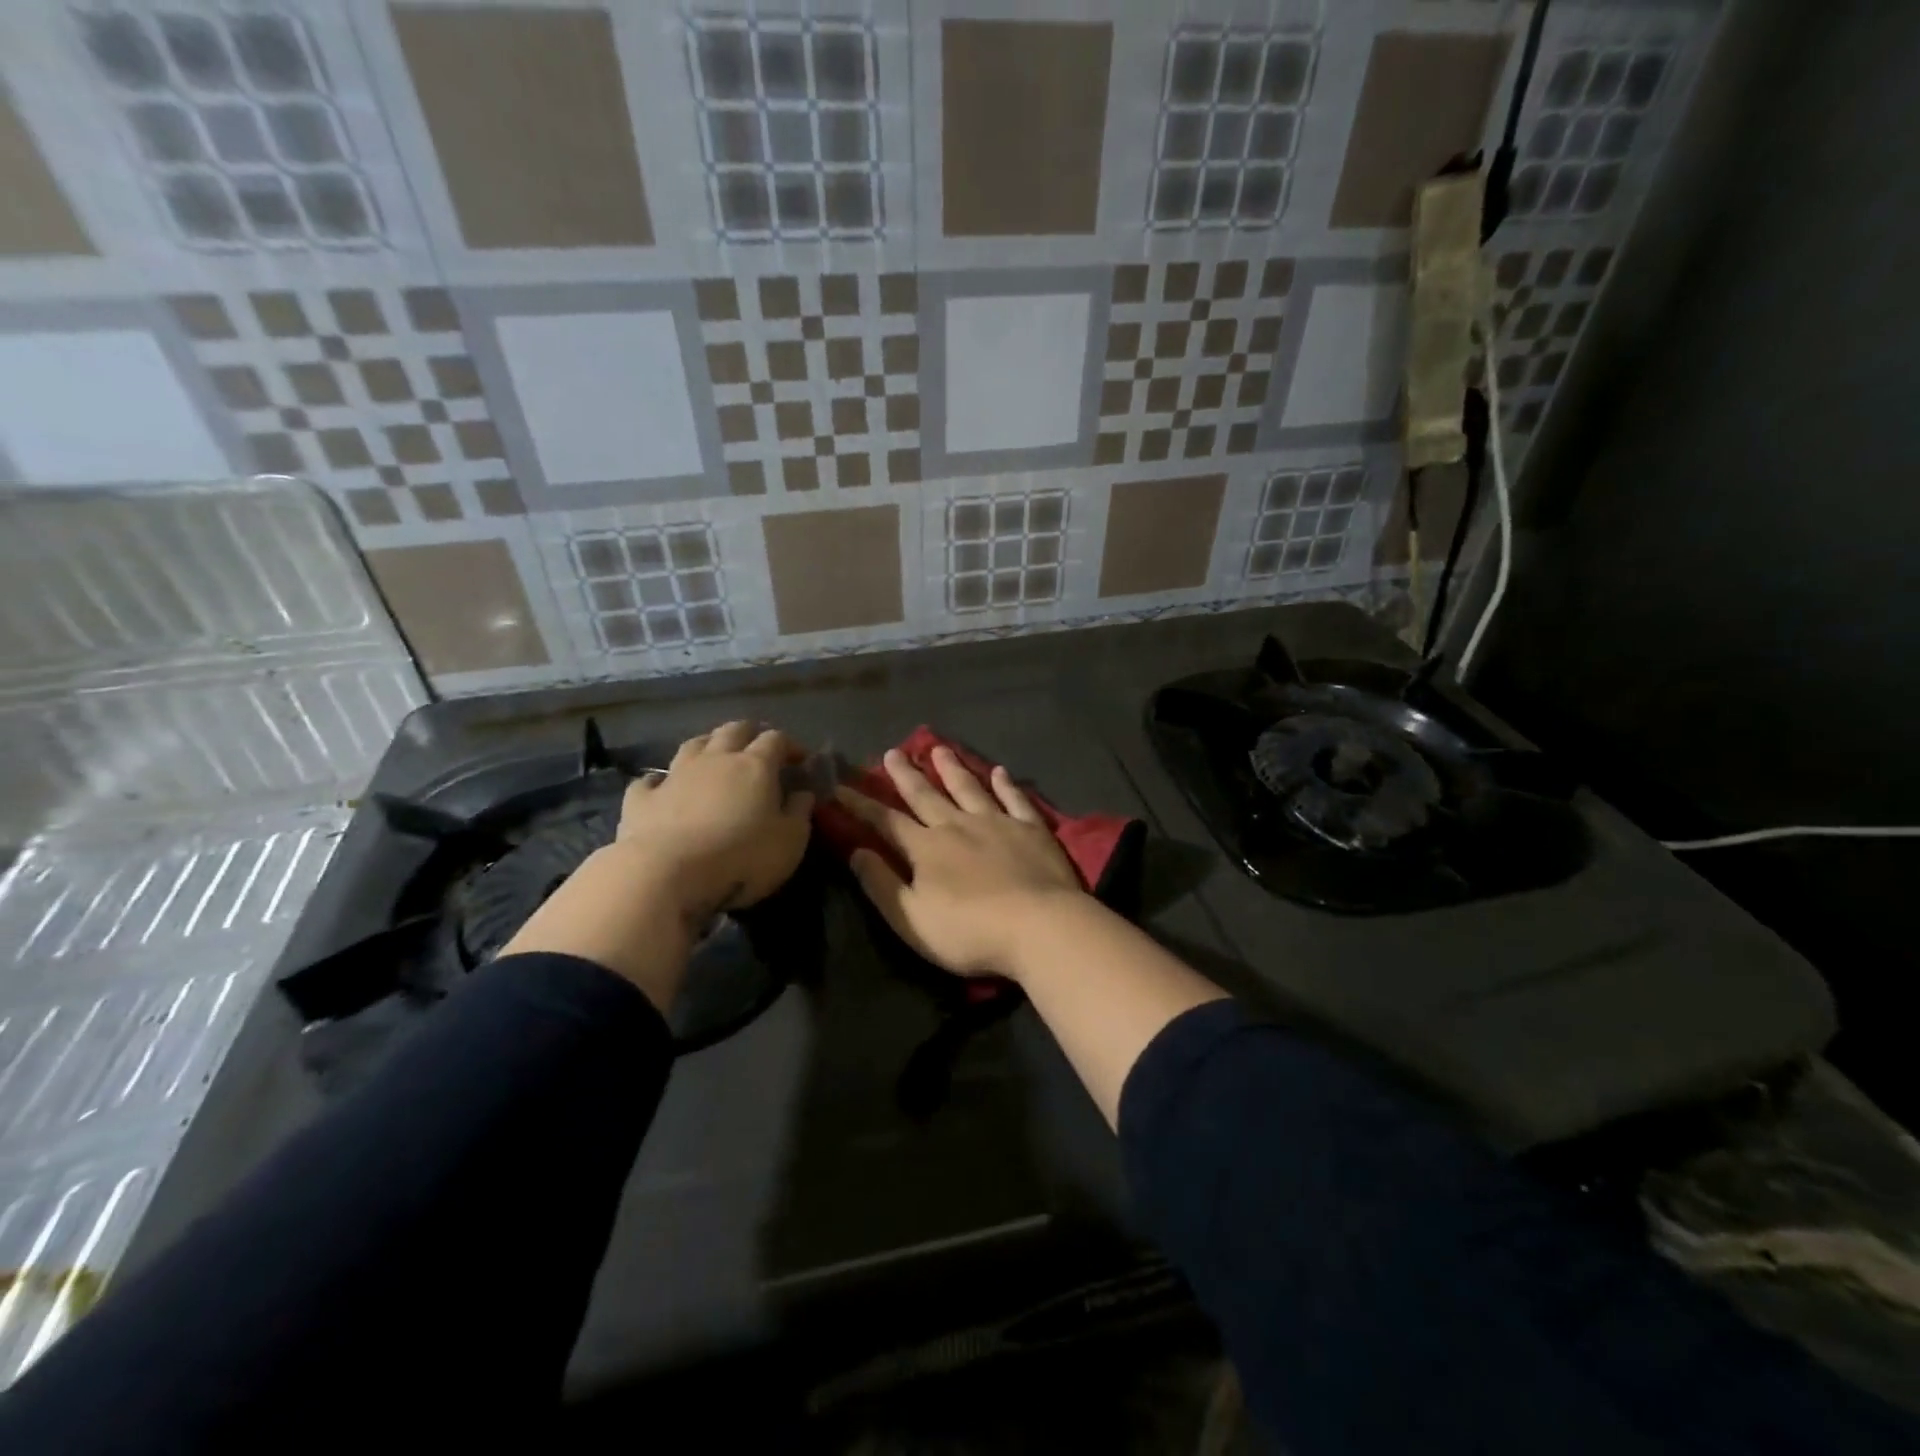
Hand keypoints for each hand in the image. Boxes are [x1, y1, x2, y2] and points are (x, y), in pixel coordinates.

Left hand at [617, 721, 813, 928]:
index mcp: (755, 766)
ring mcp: (675, 775)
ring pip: (693, 744)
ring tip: (716, 755)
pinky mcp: (642, 798)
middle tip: (759, 746)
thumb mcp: (789, 842)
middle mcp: (715, 759)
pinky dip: (661, 780)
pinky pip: (651, 780)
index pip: (776, 740)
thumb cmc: (741, 858)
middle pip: (734, 730)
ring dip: (708, 744)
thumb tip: (803, 793)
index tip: (799, 760)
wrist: (666, 874)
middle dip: (749, 733)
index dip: (790, 745)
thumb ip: (799, 813)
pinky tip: (662, 787)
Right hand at [838, 746, 1082, 979]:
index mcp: (927, 848)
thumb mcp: (911, 918)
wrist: (1039, 926)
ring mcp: (998, 823)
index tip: (840, 786)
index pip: (886, 821)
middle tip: (893, 751)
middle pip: (926, 795)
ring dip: (952, 768)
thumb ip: (881, 884)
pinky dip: (1006, 784)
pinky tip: (1000, 772)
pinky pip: (1015, 799)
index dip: (861, 804)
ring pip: (969, 788)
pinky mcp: (1031, 829)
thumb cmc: (969, 931)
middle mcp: (958, 825)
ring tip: (939, 748)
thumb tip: (855, 852)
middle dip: (906, 774)